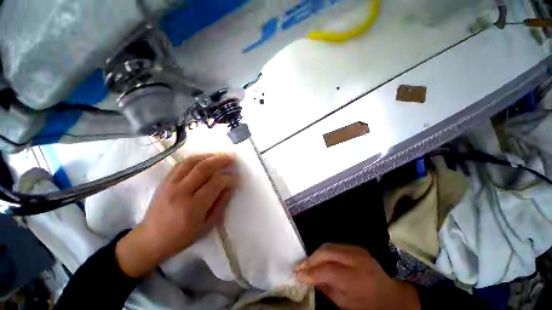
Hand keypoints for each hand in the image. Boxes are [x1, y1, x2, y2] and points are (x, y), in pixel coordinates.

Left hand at [116, 153, 236, 277]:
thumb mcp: (207, 225)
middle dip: (221, 160)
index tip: (235, 176)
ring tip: (220, 154)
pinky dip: (195, 158)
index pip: (215, 183)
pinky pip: (181, 164)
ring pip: (192, 162)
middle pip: (204, 168)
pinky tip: (204, 158)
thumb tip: (231, 186)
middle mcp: (181, 192)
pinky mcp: (164, 181)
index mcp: (193, 207)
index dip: (228, 177)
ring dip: (209, 156)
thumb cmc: (182, 236)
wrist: (150, 239)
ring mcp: (170, 184)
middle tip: (231, 157)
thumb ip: (221, 203)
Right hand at [296, 244, 419, 309]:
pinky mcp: (356, 246)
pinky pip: (334, 245)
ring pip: (329, 245)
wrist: (391, 296)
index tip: (297, 274)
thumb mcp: (346, 304)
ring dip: (315, 254)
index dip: (310, 272)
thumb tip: (308, 278)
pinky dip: (324, 251)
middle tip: (299, 266)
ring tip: (306, 262)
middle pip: (326, 252)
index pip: (327, 270)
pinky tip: (318, 257)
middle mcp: (356, 258)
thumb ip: (326, 288)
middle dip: (310, 259)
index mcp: (357, 277)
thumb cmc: (369, 305)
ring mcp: (357, 249)